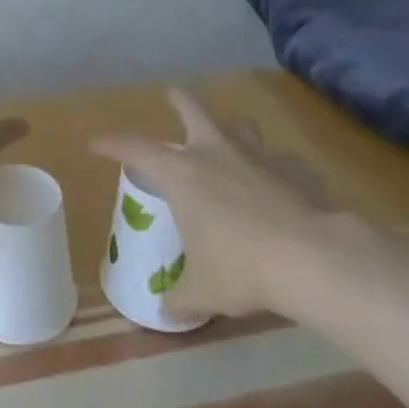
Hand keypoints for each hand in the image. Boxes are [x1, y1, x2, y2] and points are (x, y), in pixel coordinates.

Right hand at [93, 89, 336, 319]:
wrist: (312, 259)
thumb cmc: (241, 268)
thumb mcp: (204, 290)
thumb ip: (182, 298)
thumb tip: (167, 313)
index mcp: (182, 173)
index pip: (135, 148)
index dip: (113, 144)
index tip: (96, 143)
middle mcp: (215, 152)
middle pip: (193, 110)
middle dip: (179, 101)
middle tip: (172, 95)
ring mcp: (258, 156)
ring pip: (241, 126)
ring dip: (232, 129)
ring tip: (230, 141)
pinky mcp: (295, 171)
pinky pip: (282, 162)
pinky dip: (277, 170)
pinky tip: (281, 189)